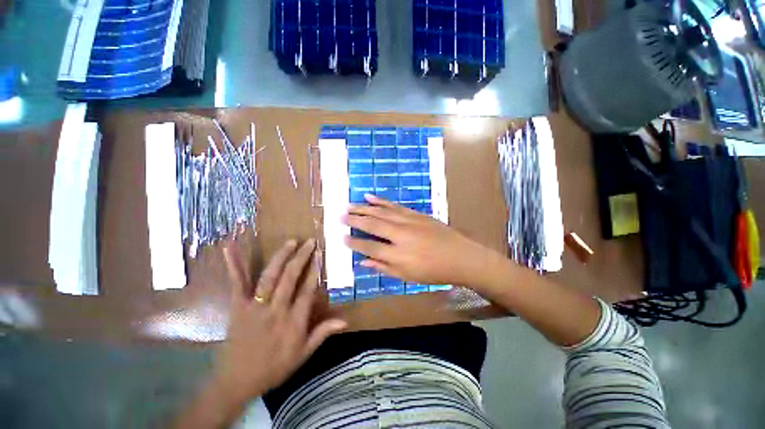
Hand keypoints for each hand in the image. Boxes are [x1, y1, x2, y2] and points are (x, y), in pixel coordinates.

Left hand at [213, 239, 346, 402]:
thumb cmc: (274, 368)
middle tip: (310, 242)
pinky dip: (234, 264)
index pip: (307, 290)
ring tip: (291, 242)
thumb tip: (345, 320)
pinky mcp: (238, 306)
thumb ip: (323, 333)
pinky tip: (230, 248)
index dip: (314, 271)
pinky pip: (237, 283)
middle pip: (290, 278)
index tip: (320, 254)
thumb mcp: (303, 354)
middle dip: (301, 257)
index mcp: (293, 322)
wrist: (237, 381)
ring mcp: (255, 307)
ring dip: (281, 257)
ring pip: (270, 276)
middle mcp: (276, 310)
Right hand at [342, 194, 497, 287]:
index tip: (342, 237)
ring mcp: (408, 221)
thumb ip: (384, 268)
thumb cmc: (434, 271)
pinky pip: (394, 206)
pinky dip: (381, 201)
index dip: (355, 242)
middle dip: (355, 220)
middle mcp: (400, 235)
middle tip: (340, 215)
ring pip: (381, 212)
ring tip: (349, 205)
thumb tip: (363, 262)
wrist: (460, 256)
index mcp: (398, 254)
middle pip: (373, 225)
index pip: (370, 247)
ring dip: (364, 208)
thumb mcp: (408, 276)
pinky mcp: (415, 214)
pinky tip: (370, 197)